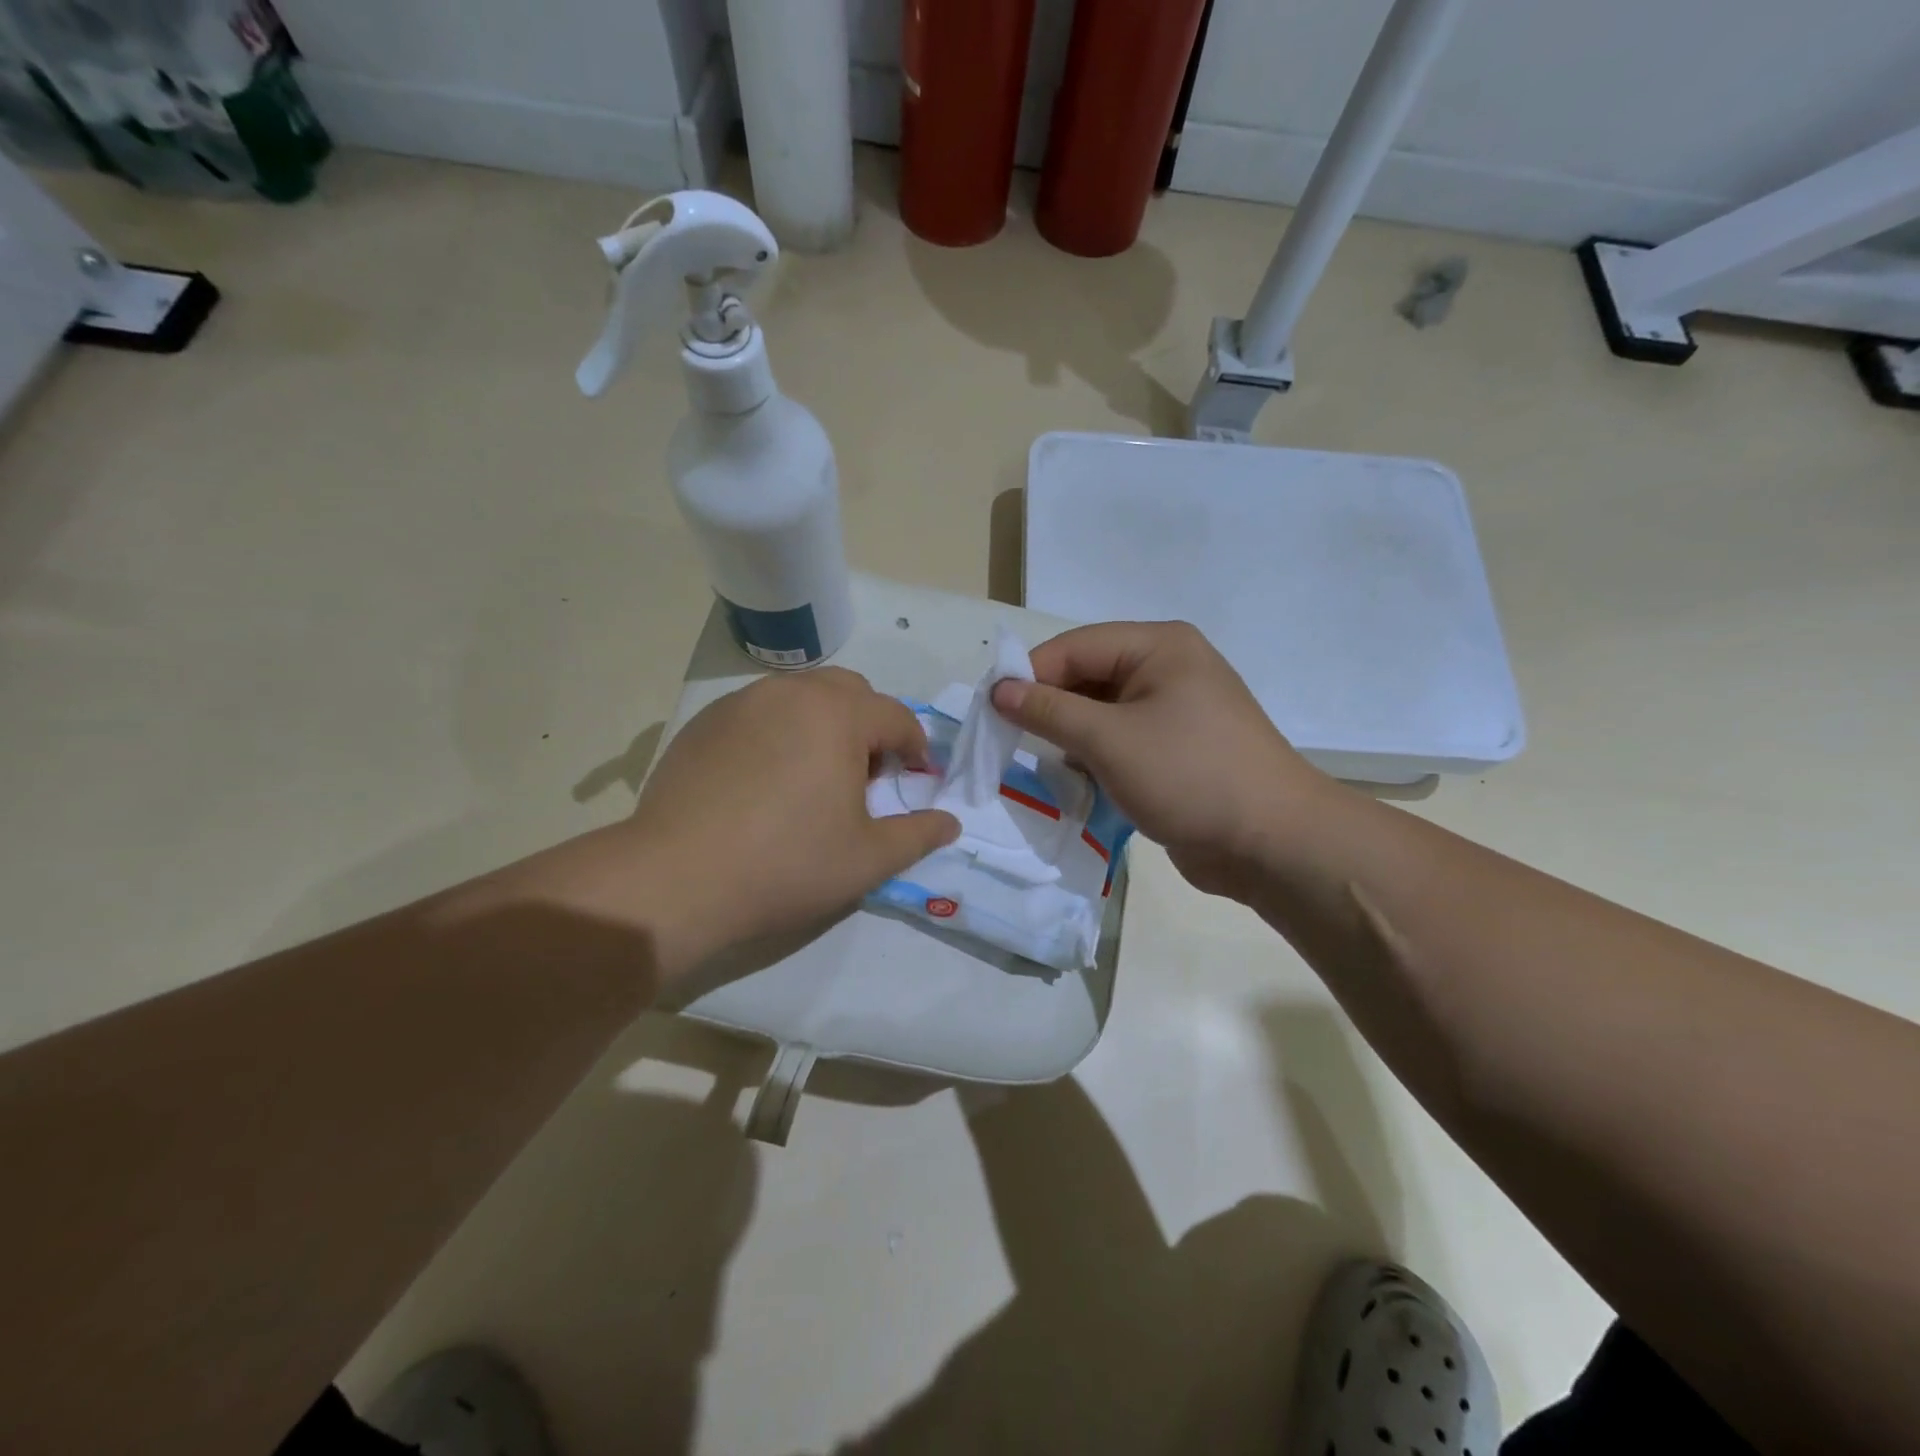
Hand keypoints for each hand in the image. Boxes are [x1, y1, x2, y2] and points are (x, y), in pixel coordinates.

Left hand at [514, 669, 958, 978]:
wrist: (677, 877)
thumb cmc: (786, 864)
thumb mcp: (868, 859)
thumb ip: (918, 835)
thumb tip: (950, 823)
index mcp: (838, 714)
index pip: (896, 717)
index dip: (916, 748)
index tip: (917, 779)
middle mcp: (791, 693)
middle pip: (850, 692)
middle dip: (870, 726)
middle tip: (866, 776)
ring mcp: (742, 703)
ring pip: (802, 697)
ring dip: (824, 725)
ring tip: (815, 777)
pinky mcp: (704, 723)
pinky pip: (760, 713)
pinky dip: (780, 733)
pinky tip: (765, 781)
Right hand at [990, 622, 1329, 896]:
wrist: (1272, 843)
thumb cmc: (1189, 775)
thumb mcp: (1109, 739)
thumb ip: (1049, 711)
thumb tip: (998, 690)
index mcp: (1159, 646)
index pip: (1075, 646)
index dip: (1029, 674)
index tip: (989, 710)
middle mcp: (1167, 668)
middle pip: (1088, 676)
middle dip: (1049, 707)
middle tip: (1007, 739)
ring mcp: (1174, 710)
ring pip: (1101, 712)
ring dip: (1069, 735)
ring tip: (1039, 762)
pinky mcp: (1175, 749)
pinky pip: (1120, 740)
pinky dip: (1094, 756)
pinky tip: (1076, 779)